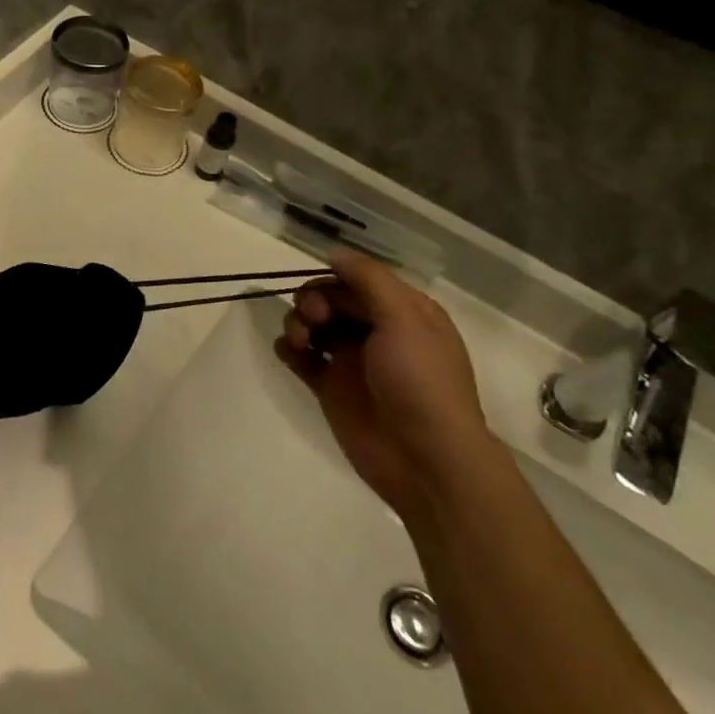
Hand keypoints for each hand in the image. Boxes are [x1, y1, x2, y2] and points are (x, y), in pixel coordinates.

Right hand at [275, 252, 489, 524]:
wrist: (425, 460)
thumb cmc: (421, 383)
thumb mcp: (405, 319)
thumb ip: (369, 280)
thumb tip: (334, 253)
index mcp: (403, 312)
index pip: (357, 280)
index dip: (334, 281)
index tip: (325, 296)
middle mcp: (376, 331)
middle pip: (330, 298)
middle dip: (313, 300)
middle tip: (314, 319)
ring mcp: (351, 360)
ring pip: (312, 324)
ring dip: (297, 322)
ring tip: (300, 342)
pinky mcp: (330, 388)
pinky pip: (300, 357)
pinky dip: (289, 349)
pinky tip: (290, 353)